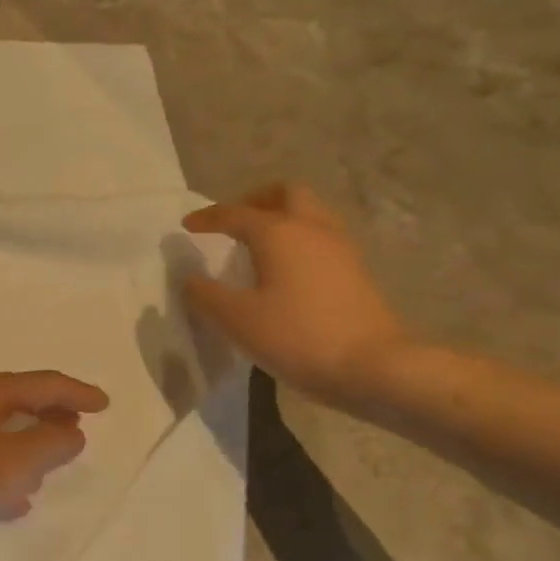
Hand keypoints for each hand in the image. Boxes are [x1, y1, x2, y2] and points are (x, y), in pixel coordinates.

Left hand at [0, 371, 110, 526]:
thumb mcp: (17, 464)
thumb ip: (53, 442)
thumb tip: (71, 432)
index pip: (38, 383)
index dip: (75, 392)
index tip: (104, 405)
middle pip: (14, 402)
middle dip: (49, 415)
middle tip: (78, 429)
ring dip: (27, 444)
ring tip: (51, 464)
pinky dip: (3, 469)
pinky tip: (15, 500)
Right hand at [182, 183, 410, 404]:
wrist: (372, 366)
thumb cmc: (297, 336)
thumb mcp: (237, 320)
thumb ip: (206, 295)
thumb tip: (190, 279)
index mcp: (279, 232)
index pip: (235, 213)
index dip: (208, 218)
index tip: (187, 225)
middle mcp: (312, 228)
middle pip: (285, 194)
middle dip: (255, 200)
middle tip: (234, 222)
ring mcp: (340, 248)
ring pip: (309, 213)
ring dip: (281, 218)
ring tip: (258, 245)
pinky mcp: (356, 271)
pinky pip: (321, 238)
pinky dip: (299, 240)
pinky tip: (286, 269)